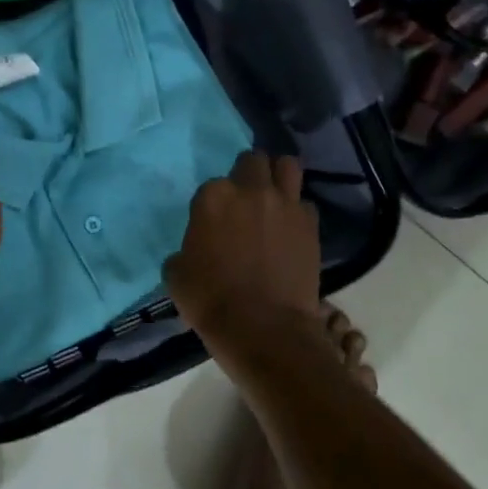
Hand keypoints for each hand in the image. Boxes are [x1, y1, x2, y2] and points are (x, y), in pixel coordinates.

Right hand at [165, 153, 321, 341]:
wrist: (262, 327)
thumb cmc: (210, 300)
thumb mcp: (176, 275)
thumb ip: (184, 251)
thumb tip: (191, 252)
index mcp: (213, 198)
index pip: (212, 184)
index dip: (213, 202)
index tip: (213, 221)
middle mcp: (251, 190)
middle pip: (253, 161)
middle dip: (248, 174)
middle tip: (245, 198)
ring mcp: (286, 204)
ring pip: (287, 166)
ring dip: (278, 176)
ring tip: (273, 196)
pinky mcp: (310, 224)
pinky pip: (304, 204)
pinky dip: (297, 211)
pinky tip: (290, 230)